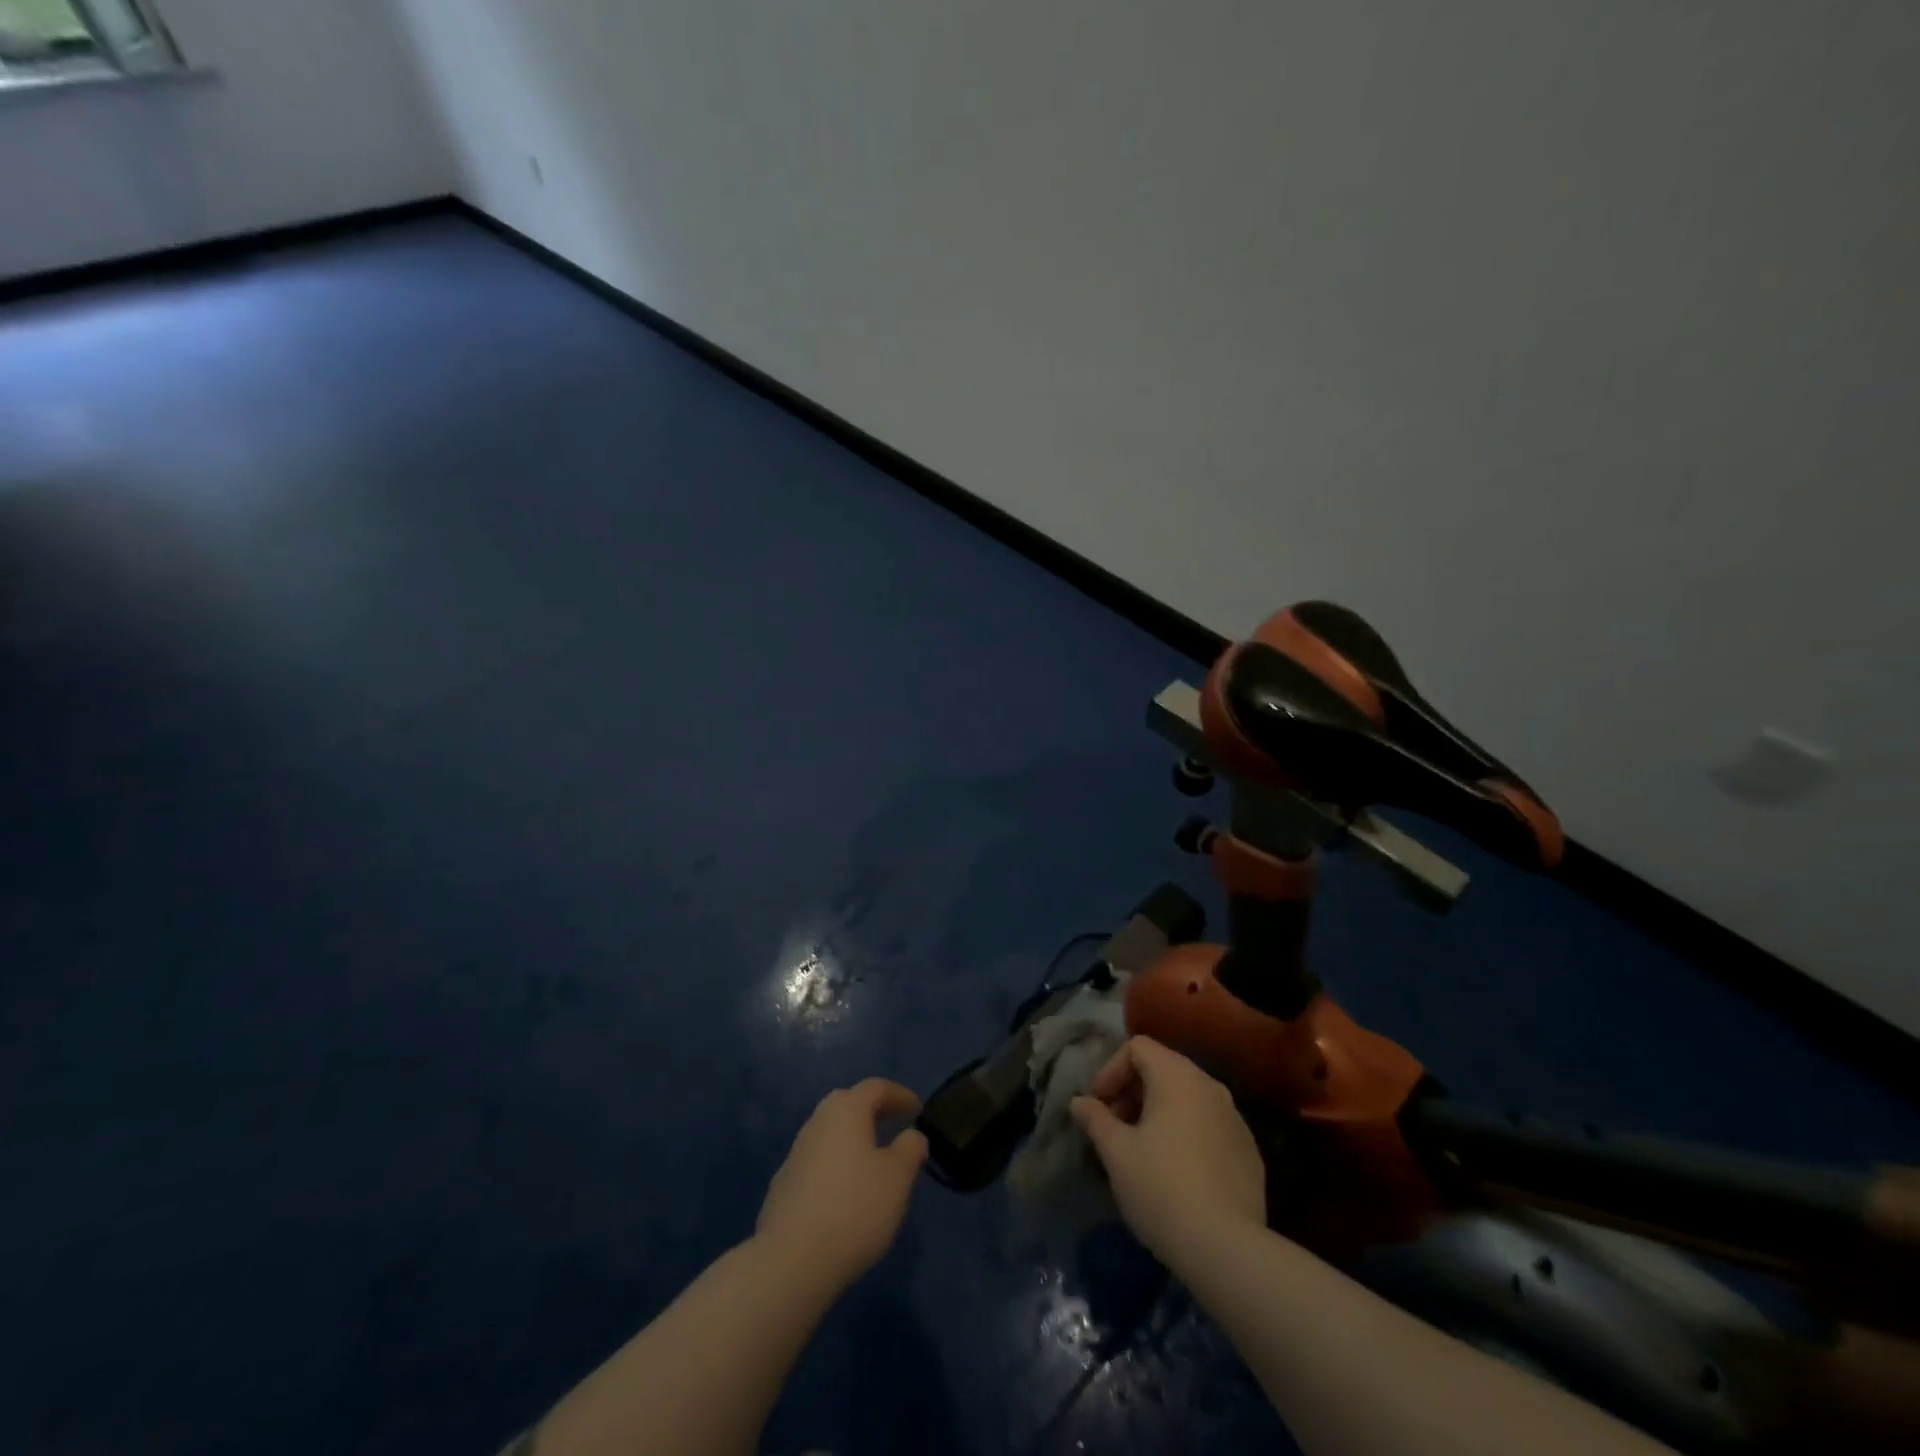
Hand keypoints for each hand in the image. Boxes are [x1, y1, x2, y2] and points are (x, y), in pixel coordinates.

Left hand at [756, 1079, 928, 1290]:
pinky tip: (844, 1193)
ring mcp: (795, 1154)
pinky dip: (836, 1166)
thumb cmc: (855, 1208)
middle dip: (872, 1112)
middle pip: (848, 1105)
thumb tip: (912, 1135)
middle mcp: (817, 1122)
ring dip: (852, 1140)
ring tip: (872, 1162)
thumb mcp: (898, 1177)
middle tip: (893, 1126)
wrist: (791, 1262)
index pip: (876, 1088)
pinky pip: (817, 1163)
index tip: (917, 1110)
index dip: (900, 1095)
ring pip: (830, 1135)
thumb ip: (910, 1148)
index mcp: (845, 1110)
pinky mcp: (782, 1186)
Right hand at [1070, 1037, 1265, 1265]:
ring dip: (1158, 1113)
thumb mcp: (1116, 1152)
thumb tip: (1079, 1102)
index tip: (1098, 1106)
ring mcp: (1235, 1118)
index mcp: (1178, 1076)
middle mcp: (1210, 1086)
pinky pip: (1208, 1126)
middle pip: (1163, 1069)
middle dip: (1132, 1092)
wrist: (1226, 1250)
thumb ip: (1095, 1118)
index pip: (1137, 1047)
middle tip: (1114, 1128)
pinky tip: (1175, 1172)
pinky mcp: (1248, 1151)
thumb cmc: (1161, 1188)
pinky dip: (1185, 1134)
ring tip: (1140, 1150)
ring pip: (1187, 1098)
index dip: (1111, 1070)